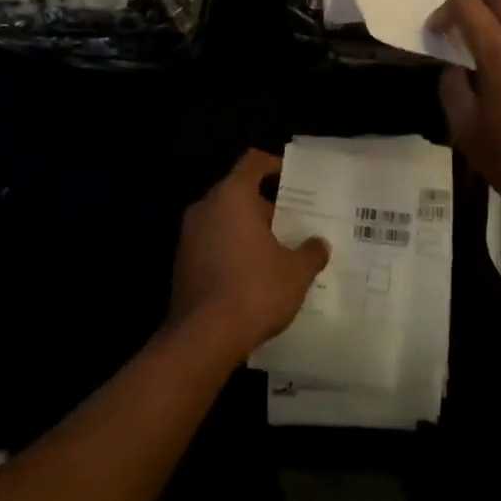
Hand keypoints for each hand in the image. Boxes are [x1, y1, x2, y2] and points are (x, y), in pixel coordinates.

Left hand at [170, 149, 329, 360]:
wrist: (203, 338)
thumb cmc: (254, 290)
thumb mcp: (296, 272)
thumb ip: (310, 252)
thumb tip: (319, 245)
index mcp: (232, 196)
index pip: (253, 162)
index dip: (274, 165)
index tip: (293, 179)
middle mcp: (206, 207)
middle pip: (238, 191)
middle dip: (265, 205)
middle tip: (293, 221)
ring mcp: (189, 236)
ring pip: (224, 220)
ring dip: (247, 230)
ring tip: (277, 250)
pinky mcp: (181, 264)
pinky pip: (212, 244)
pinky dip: (232, 250)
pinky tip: (254, 274)